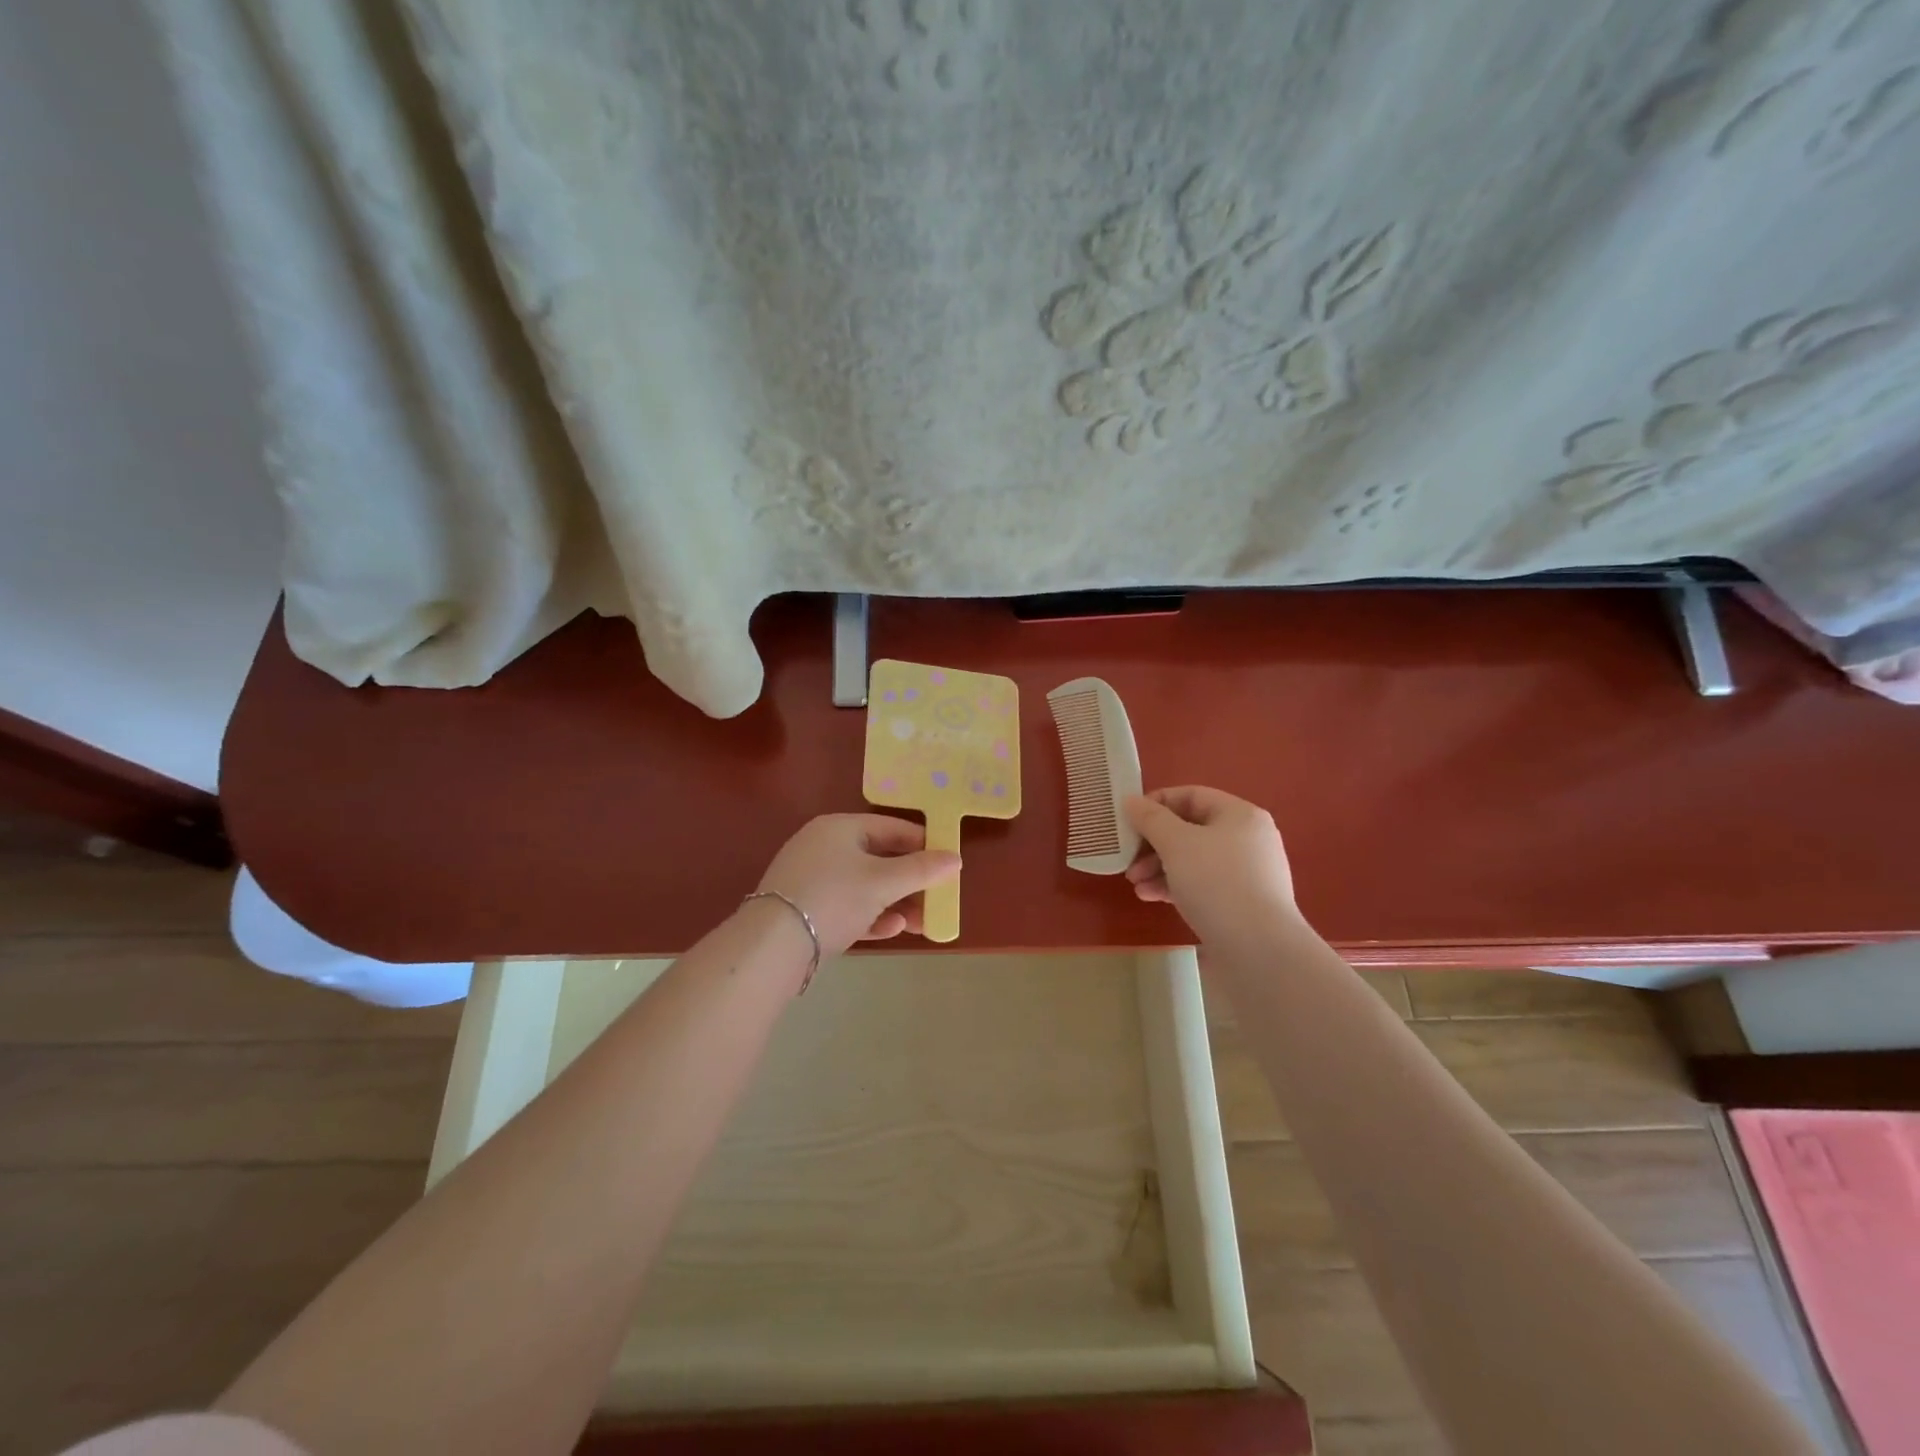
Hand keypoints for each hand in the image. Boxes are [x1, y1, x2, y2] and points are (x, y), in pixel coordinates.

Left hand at [755, 813, 961, 954]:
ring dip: (895, 902)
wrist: (772, 945)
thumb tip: (956, 858)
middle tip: (937, 899)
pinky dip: (871, 915)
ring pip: (865, 885)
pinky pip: (847, 905)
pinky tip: (891, 930)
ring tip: (921, 923)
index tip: (948, 864)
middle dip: (911, 882)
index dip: (923, 844)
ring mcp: (812, 878)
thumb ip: (922, 869)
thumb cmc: (834, 898)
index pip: (892, 828)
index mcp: (839, 827)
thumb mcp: (883, 882)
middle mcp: (823, 846)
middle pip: (879, 858)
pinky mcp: (805, 908)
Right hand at [1124, 786, 1298, 941]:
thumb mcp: (1176, 844)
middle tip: (1128, 859)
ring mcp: (1247, 873)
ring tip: (1135, 884)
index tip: (1129, 820)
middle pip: (1190, 829)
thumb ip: (1151, 819)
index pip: (1192, 795)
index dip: (1157, 803)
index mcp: (1240, 815)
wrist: (1260, 950)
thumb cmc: (1217, 883)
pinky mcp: (1241, 903)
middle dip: (1153, 843)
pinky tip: (1151, 897)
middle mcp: (1248, 839)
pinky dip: (1175, 886)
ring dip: (1159, 867)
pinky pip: (1202, 884)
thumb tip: (1131, 800)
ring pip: (1193, 859)